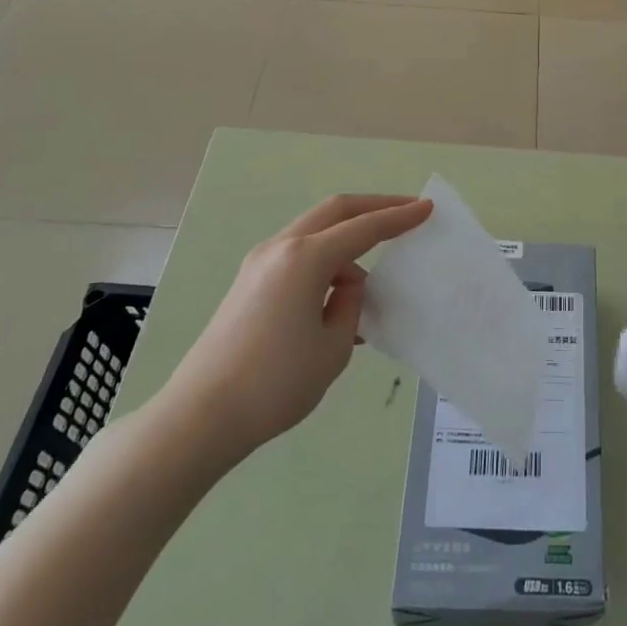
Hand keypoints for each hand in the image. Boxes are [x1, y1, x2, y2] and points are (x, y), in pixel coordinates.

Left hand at [155, 194, 432, 476]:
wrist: (199, 418)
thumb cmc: (275, 383)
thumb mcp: (333, 347)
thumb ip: (349, 305)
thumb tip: (344, 287)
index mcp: (305, 258)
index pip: (364, 228)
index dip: (399, 217)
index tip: (427, 208)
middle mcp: (281, 248)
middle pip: (335, 211)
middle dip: (374, 208)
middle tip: (407, 213)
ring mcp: (259, 263)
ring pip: (314, 232)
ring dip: (347, 242)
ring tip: (368, 286)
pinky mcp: (248, 283)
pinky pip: (298, 256)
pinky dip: (325, 262)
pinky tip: (337, 299)